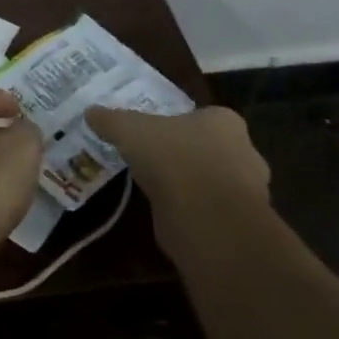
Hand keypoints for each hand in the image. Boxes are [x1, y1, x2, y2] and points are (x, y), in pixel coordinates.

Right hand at [83, 106, 269, 259]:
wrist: (205, 218)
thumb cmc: (173, 157)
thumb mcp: (129, 129)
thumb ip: (111, 120)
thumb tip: (90, 112)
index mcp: (225, 122)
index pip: (205, 117)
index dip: (181, 124)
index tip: (158, 133)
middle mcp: (245, 153)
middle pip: (212, 149)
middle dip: (189, 155)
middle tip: (157, 159)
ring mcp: (248, 193)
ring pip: (213, 182)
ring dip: (191, 186)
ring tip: (159, 188)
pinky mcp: (238, 227)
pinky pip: (211, 212)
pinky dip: (193, 213)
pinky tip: (167, 213)